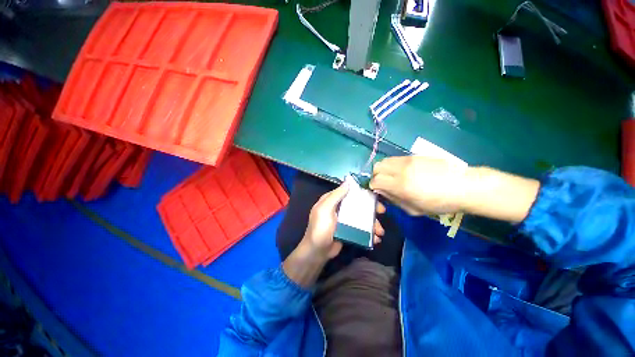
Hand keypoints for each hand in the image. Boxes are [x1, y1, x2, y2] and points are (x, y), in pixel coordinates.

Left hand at [302, 181, 385, 259]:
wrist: (317, 252)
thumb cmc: (320, 228)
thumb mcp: (325, 209)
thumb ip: (336, 195)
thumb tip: (348, 181)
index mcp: (332, 200)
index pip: (349, 192)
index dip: (362, 192)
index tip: (374, 196)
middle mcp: (339, 208)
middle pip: (358, 204)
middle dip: (371, 208)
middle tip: (382, 212)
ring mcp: (344, 220)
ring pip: (361, 217)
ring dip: (372, 223)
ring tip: (380, 232)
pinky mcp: (348, 231)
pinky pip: (361, 228)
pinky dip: (369, 232)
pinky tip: (376, 239)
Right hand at [370, 156, 468, 215]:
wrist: (463, 186)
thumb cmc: (439, 203)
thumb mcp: (414, 209)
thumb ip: (394, 200)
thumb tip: (382, 192)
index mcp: (401, 185)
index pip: (375, 180)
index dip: (373, 186)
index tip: (378, 191)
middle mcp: (401, 169)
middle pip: (377, 167)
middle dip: (376, 175)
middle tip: (383, 183)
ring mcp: (408, 160)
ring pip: (385, 160)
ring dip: (383, 169)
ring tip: (391, 177)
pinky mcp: (414, 156)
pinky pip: (396, 159)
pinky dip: (393, 165)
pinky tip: (402, 172)